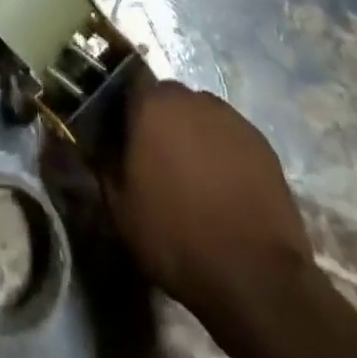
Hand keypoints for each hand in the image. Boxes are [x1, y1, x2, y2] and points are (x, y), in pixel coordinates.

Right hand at [100, 79, 312, 310]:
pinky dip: (222, 151)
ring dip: (192, 134)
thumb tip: (96, 137)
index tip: (121, 130)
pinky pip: (229, 135)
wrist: (255, 276)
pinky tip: (224, 187)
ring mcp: (230, 117)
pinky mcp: (261, 141)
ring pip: (200, 115)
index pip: (129, 81)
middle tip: (156, 158)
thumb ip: (103, 161)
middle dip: (160, 120)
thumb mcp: (120, 208)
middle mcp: (191, 98)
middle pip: (167, 98)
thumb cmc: (176, 237)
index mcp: (152, 104)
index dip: (124, 104)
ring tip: (194, 176)